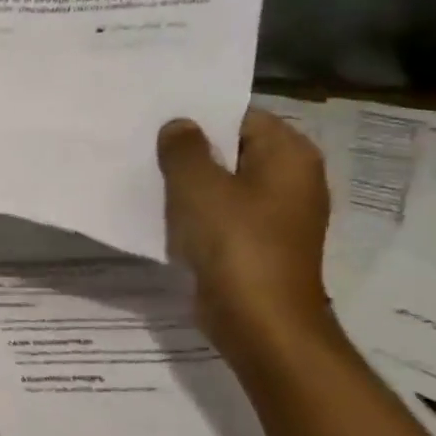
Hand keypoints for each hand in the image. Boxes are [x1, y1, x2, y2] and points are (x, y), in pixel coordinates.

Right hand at [156, 109, 336, 357]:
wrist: (259, 320)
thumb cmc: (234, 242)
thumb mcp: (197, 185)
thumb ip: (183, 148)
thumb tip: (179, 126)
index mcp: (289, 155)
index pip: (242, 116)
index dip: (200, 115)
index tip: (159, 119)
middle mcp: (291, 180)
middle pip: (233, 150)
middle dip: (191, 149)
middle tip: (144, 144)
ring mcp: (276, 215)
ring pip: (224, 184)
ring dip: (189, 183)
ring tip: (146, 175)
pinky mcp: (257, 244)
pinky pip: (222, 215)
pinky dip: (196, 213)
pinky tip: (162, 213)